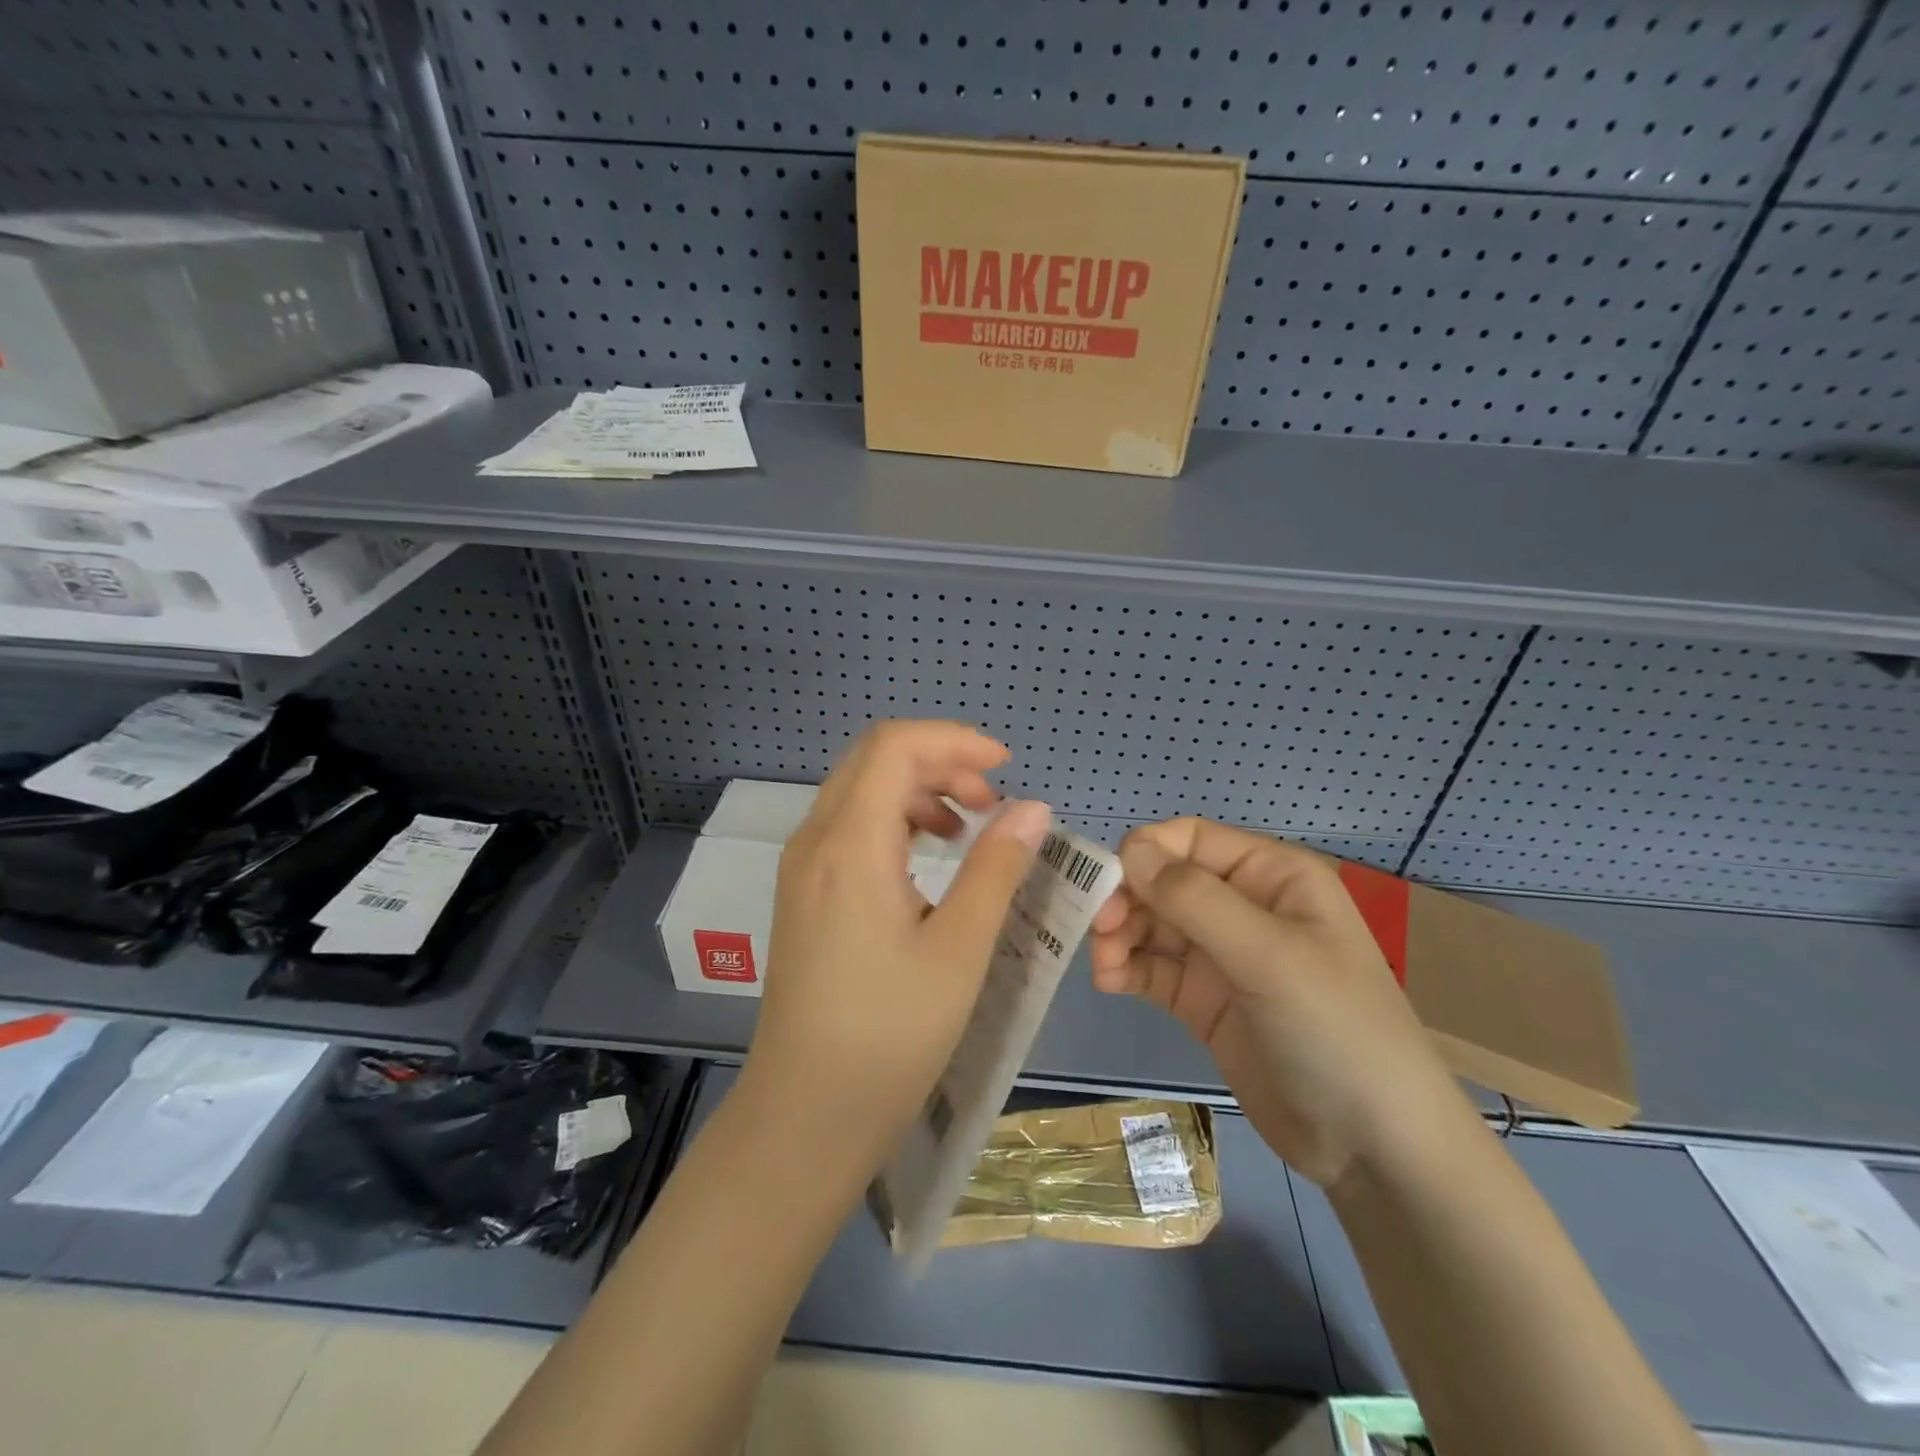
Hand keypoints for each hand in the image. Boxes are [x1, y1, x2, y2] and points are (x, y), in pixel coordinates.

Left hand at [745, 721, 1050, 1161]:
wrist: (805, 1116)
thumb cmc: (890, 1036)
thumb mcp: (959, 949)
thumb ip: (996, 867)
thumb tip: (1032, 807)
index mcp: (849, 843)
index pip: (895, 746)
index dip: (953, 740)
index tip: (1005, 767)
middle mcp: (815, 840)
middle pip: (875, 759)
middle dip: (940, 762)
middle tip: (993, 801)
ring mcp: (802, 867)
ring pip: (860, 790)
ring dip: (918, 790)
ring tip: (969, 827)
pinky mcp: (804, 894)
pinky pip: (850, 827)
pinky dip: (896, 821)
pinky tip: (929, 858)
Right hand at [1089, 818, 1465, 1188]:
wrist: (1373, 1148)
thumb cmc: (1335, 1030)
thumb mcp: (1269, 956)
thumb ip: (1195, 899)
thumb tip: (1129, 850)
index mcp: (1270, 876)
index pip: (1190, 840)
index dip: (1145, 853)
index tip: (1106, 885)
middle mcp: (1242, 905)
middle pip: (1163, 881)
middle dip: (1126, 898)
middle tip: (1098, 930)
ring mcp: (1221, 955)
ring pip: (1151, 924)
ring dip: (1119, 935)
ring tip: (1105, 965)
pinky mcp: (1203, 999)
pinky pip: (1152, 968)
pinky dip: (1126, 968)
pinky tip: (1110, 982)